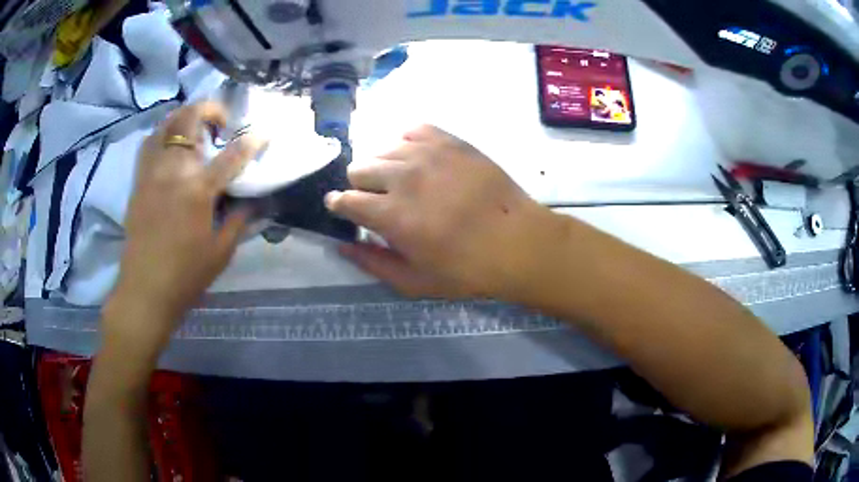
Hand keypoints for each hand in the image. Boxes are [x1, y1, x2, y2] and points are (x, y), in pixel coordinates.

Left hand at [104, 102, 264, 349]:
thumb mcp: (221, 252)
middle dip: (211, 109)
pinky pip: (149, 142)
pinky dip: (163, 133)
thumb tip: (254, 200)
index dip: (251, 141)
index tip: (263, 134)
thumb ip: (239, 219)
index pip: (231, 155)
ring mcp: (152, 172)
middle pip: (190, 119)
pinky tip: (171, 144)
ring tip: (195, 127)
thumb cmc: (185, 275)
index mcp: (198, 190)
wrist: (145, 289)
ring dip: (185, 116)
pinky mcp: (138, 180)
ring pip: (166, 123)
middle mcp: (173, 171)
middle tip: (222, 123)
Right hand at [326, 125, 561, 298]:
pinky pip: (413, 130)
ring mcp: (428, 154)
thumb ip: (372, 263)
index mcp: (391, 215)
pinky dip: (408, 144)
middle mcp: (403, 177)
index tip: (341, 207)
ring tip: (401, 181)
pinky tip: (418, 159)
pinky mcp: (450, 141)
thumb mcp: (415, 281)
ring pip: (383, 148)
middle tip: (378, 200)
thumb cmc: (467, 270)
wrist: (518, 242)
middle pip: (358, 168)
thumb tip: (342, 245)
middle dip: (360, 186)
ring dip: (383, 166)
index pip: (345, 199)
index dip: (338, 204)